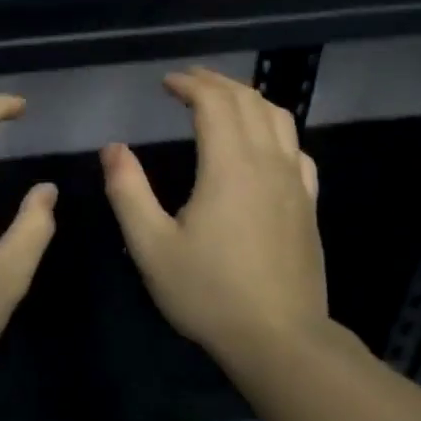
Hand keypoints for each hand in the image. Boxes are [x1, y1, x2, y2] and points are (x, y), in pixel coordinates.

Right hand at [101, 69, 324, 361]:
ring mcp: (294, 182)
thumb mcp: (152, 246)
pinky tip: (263, 143)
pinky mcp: (308, 204)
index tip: (166, 83)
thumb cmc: (209, 292)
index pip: (214, 102)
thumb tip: (113, 148)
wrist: (280, 340)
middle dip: (216, 82)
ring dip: (248, 98)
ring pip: (279, 118)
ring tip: (223, 98)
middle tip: (189, 81)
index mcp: (229, 165)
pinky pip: (297, 148)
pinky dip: (275, 129)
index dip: (189, 84)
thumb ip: (128, 191)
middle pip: (248, 101)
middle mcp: (267, 162)